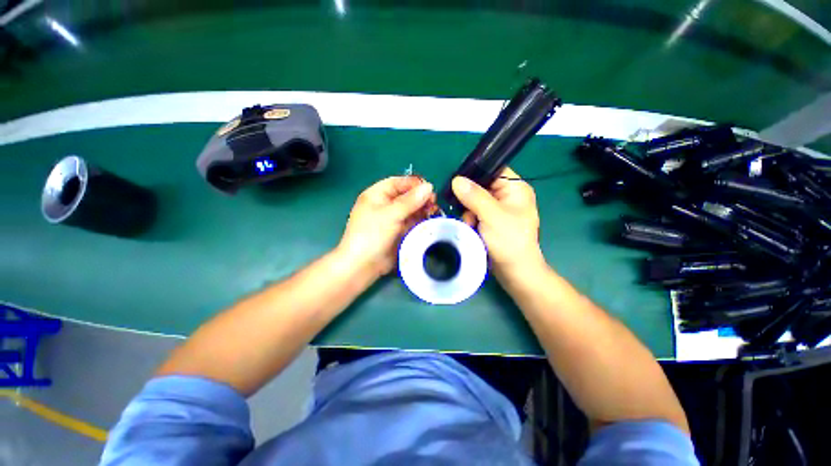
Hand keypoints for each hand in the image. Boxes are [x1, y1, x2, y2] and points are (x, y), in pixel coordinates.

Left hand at [338, 176, 435, 277]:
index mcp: (377, 195)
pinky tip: (430, 220)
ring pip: (411, 209)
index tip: (429, 188)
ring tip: (434, 211)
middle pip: (406, 196)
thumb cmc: (372, 234)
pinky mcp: (399, 231)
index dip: (413, 184)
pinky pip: (413, 222)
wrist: (363, 265)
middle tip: (433, 202)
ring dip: (423, 209)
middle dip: (420, 197)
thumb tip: (428, 186)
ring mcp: (393, 219)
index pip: (397, 183)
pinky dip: (421, 220)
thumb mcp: (390, 214)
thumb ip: (410, 201)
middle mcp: (385, 205)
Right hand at [452, 167, 544, 276]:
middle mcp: (508, 195)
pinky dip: (470, 219)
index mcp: (515, 188)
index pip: (493, 169)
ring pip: (474, 200)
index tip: (457, 183)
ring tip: (471, 225)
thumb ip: (474, 196)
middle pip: (480, 186)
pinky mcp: (491, 220)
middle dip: (469, 199)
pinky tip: (471, 229)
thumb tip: (456, 179)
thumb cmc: (509, 241)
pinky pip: (475, 212)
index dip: (475, 173)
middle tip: (467, 213)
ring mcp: (499, 209)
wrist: (514, 271)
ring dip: (468, 212)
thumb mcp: (492, 216)